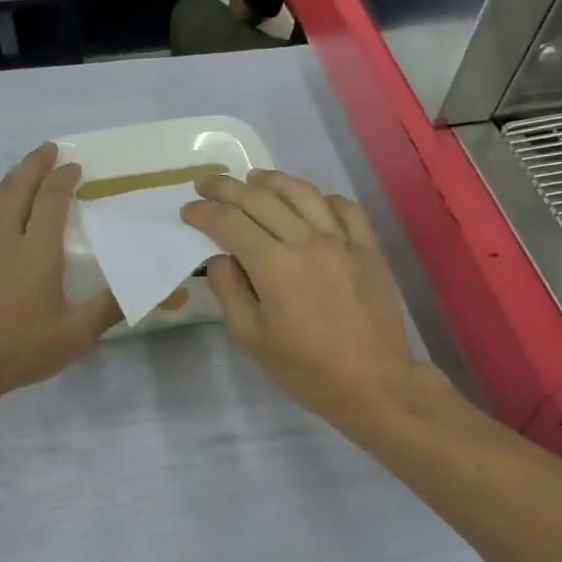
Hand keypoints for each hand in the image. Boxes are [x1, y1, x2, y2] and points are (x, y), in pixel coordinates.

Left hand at [0, 144, 121, 402]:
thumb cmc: (22, 348)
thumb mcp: (76, 334)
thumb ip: (110, 308)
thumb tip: (151, 290)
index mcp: (36, 251)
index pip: (51, 201)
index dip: (63, 179)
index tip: (75, 164)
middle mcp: (6, 243)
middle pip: (16, 191)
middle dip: (33, 166)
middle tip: (46, 149)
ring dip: (11, 183)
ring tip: (21, 173)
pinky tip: (2, 225)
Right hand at [182, 169, 426, 427]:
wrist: (373, 382)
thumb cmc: (306, 369)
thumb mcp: (252, 339)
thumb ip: (230, 292)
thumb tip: (220, 258)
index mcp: (275, 265)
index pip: (230, 224)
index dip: (204, 214)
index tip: (188, 212)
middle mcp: (308, 241)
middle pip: (261, 199)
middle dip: (227, 188)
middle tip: (206, 186)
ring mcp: (343, 241)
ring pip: (302, 193)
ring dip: (271, 180)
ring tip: (252, 179)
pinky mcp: (368, 248)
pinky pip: (343, 207)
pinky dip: (320, 198)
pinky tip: (308, 202)